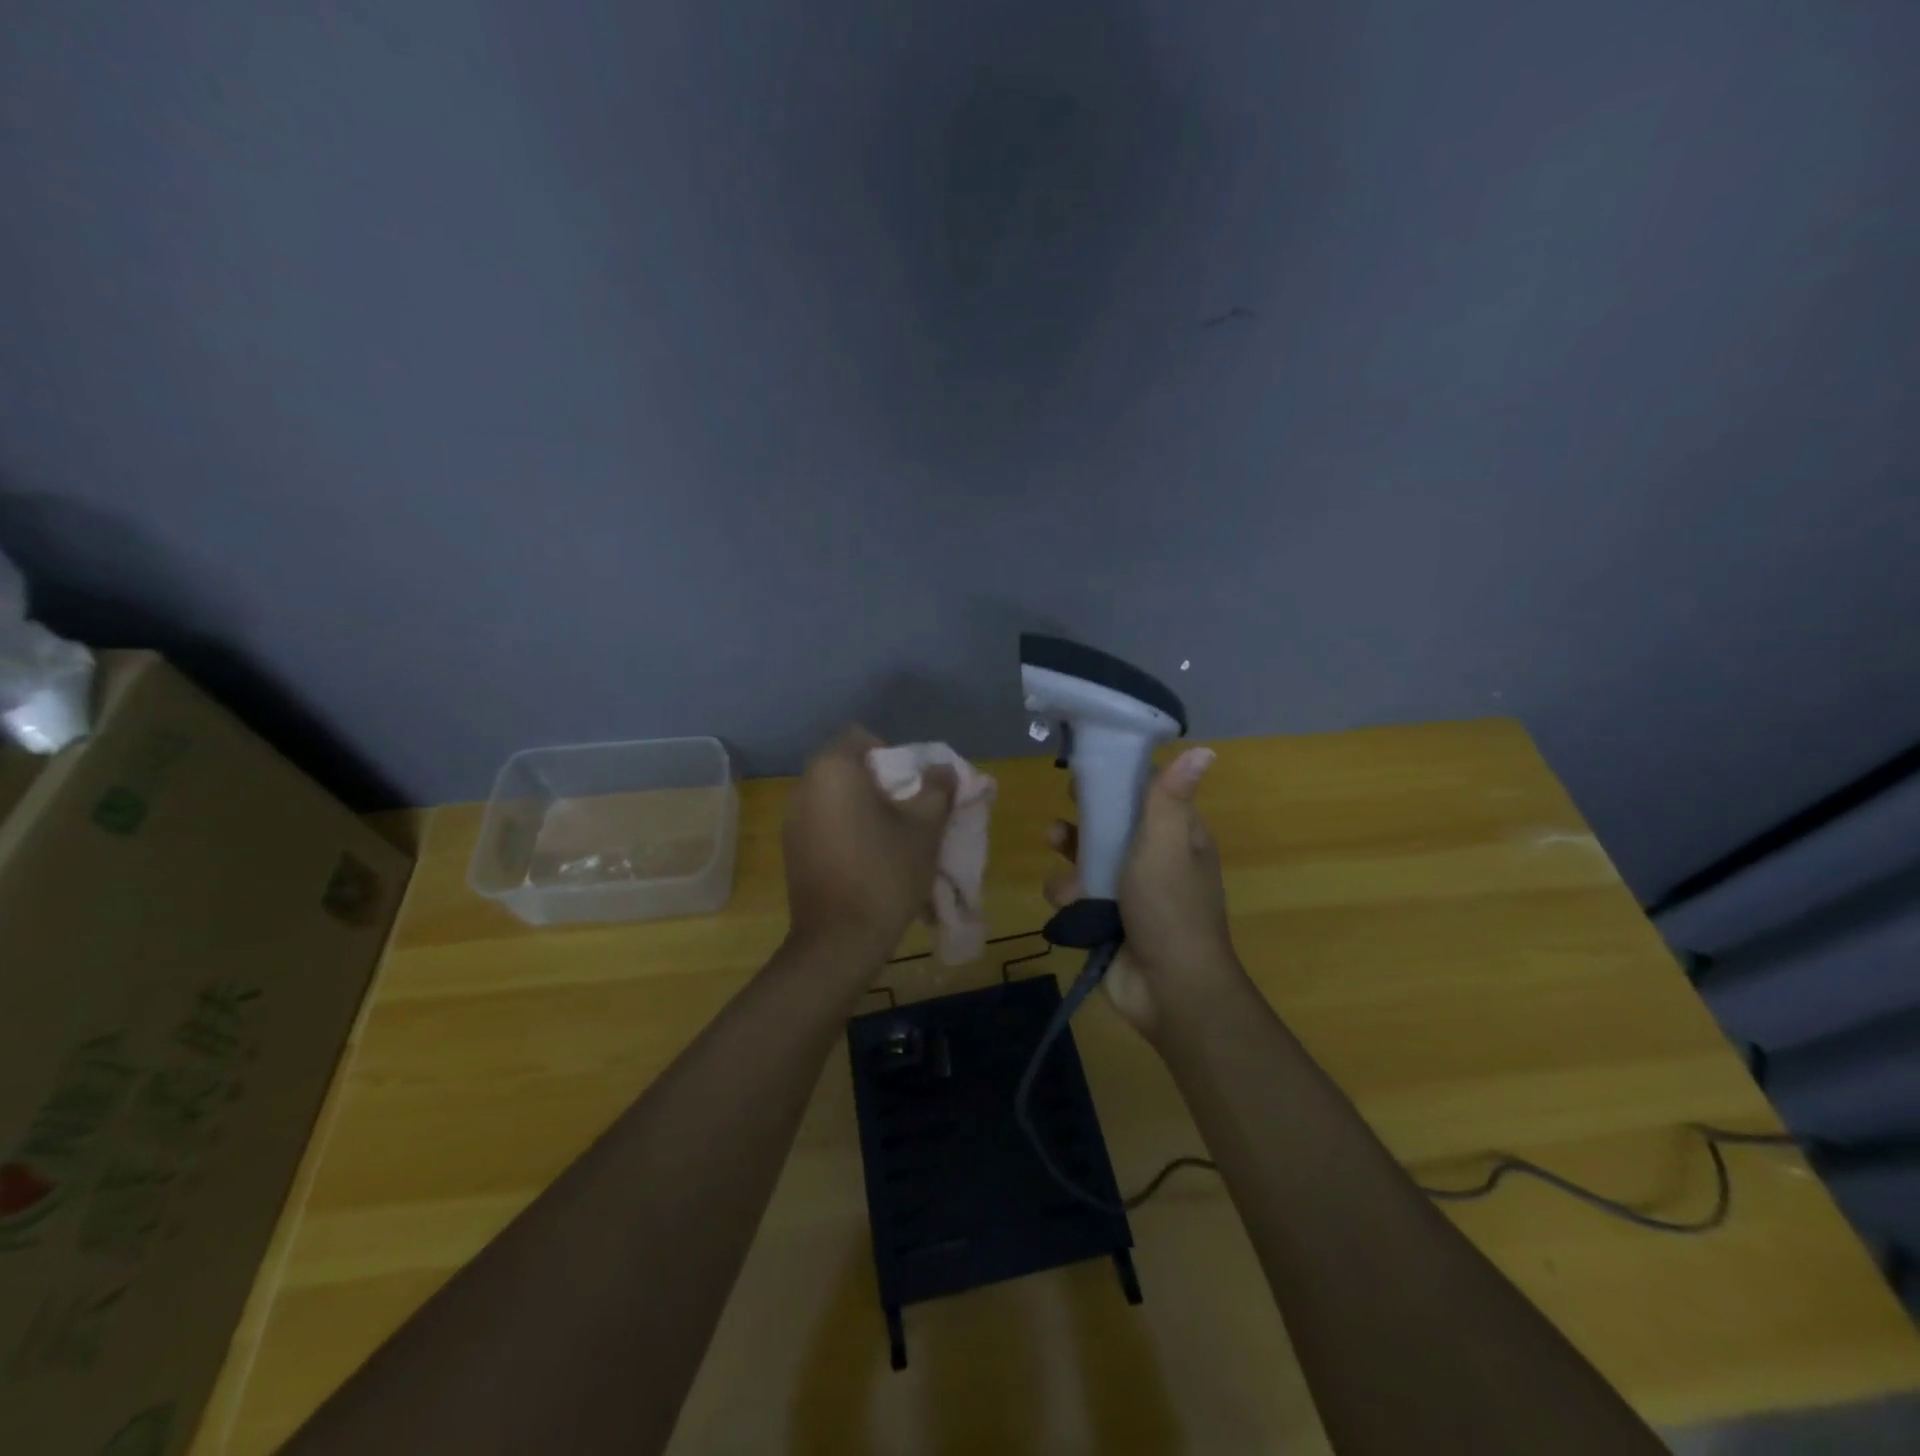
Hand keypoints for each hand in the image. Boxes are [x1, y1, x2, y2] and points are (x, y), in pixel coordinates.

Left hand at [782, 727, 956, 966]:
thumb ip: (937, 788)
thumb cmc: (886, 872)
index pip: (861, 737)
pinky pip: (821, 821)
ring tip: (887, 836)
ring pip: (832, 795)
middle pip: (844, 766)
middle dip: (876, 781)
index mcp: (833, 770)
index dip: (890, 753)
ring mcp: (792, 819)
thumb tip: (942, 768)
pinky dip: (843, 827)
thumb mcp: (925, 827)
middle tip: (904, 810)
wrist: (840, 940)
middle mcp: (804, 786)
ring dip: (859, 805)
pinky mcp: (790, 848)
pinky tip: (863, 858)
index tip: (908, 786)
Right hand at [1044, 746, 1245, 1036]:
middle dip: (1085, 819)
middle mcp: (1153, 859)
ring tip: (1063, 864)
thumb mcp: (1166, 844)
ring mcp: (1127, 890)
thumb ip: (1169, 797)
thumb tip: (1204, 749)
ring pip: (1086, 858)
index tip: (1090, 767)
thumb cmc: (1169, 908)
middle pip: (1111, 823)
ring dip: (1071, 860)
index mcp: (1177, 836)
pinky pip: (1076, 894)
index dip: (1119, 778)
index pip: (1147, 793)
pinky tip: (1072, 906)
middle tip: (1065, 815)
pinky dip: (1070, 898)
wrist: (1168, 989)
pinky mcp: (1104, 917)